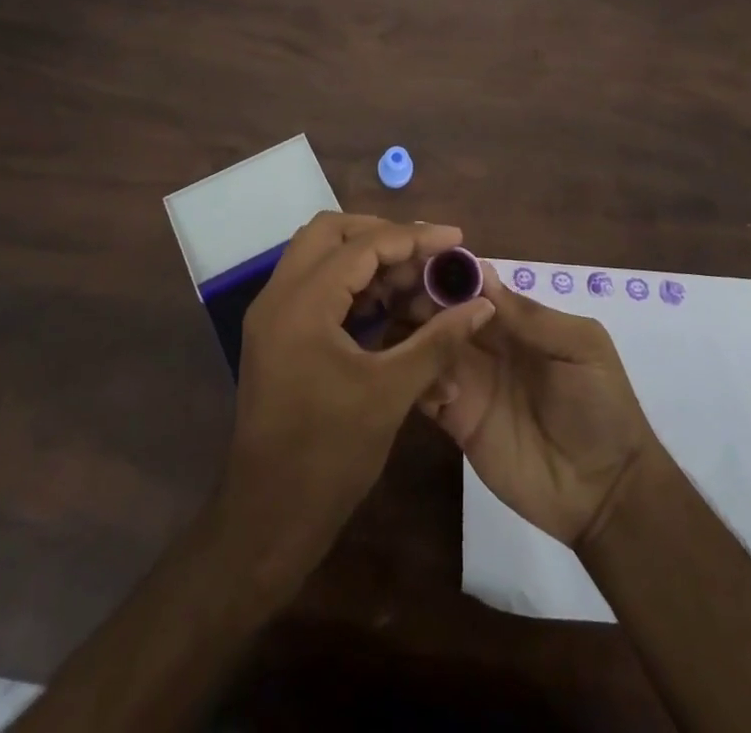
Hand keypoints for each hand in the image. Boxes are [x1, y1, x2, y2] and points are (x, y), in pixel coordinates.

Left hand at [221, 213, 496, 575]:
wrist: (268, 518)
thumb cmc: (329, 456)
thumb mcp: (391, 393)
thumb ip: (437, 341)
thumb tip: (482, 304)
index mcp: (302, 303)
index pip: (362, 245)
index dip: (413, 238)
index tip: (456, 238)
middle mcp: (278, 295)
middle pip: (330, 232)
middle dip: (381, 234)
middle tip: (426, 253)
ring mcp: (271, 314)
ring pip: (318, 255)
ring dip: (364, 256)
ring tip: (413, 275)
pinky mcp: (275, 334)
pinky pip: (312, 285)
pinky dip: (348, 282)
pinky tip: (386, 303)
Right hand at [414, 266, 654, 546]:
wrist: (606, 491)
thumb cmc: (601, 407)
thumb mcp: (581, 348)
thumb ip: (531, 316)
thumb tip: (482, 273)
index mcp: (514, 321)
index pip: (473, 286)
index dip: (448, 273)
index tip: (421, 264)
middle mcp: (485, 344)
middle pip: (442, 311)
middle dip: (421, 299)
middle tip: (400, 297)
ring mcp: (468, 381)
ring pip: (426, 346)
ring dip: (413, 335)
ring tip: (409, 335)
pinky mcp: (456, 420)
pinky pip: (424, 390)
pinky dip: (417, 378)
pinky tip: (428, 380)